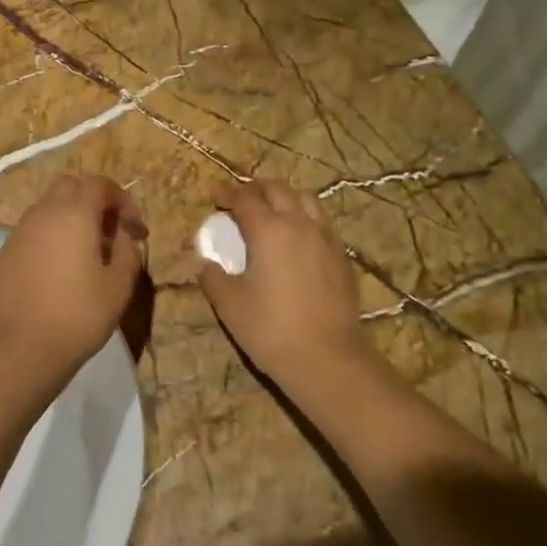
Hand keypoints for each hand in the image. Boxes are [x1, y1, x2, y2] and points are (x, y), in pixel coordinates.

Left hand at [0, 176, 147, 376]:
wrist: (25, 349)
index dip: (121, 199)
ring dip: (68, 219)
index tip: (133, 227)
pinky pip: (29, 236)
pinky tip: (56, 272)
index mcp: (74, 215)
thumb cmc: (80, 314)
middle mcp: (42, 215)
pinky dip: (47, 240)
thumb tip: (123, 236)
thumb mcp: (120, 285)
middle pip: (68, 187)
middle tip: (109, 231)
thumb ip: (128, 251)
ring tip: (84, 252)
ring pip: (45, 210)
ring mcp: (17, 235)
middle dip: (92, 200)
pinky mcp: (1, 257)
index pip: (98, 184)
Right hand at [197, 181, 368, 388]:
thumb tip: (204, 262)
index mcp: (268, 230)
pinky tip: (298, 238)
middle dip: (256, 188)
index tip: (215, 194)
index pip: (245, 198)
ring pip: (307, 200)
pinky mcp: (342, 257)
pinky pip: (322, 223)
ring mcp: (326, 238)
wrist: (327, 358)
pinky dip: (305, 218)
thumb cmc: (270, 328)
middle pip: (278, 190)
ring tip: (272, 211)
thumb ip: (213, 276)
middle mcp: (299, 224)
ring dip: (285, 198)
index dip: (227, 193)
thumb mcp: (229, 304)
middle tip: (241, 198)